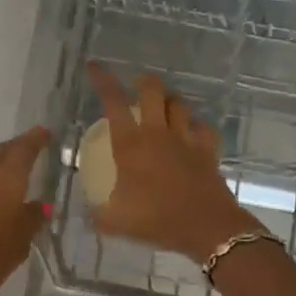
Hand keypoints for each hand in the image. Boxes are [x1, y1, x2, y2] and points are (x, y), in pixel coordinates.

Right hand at [86, 63, 258, 264]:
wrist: (208, 228)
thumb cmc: (157, 220)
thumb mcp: (116, 222)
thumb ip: (97, 215)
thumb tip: (87, 215)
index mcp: (130, 144)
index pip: (112, 102)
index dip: (102, 80)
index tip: (94, 66)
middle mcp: (157, 133)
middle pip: (152, 90)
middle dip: (143, 82)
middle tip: (136, 87)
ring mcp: (186, 139)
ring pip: (179, 104)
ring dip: (169, 101)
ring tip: (162, 107)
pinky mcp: (207, 151)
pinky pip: (203, 128)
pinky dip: (195, 126)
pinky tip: (191, 132)